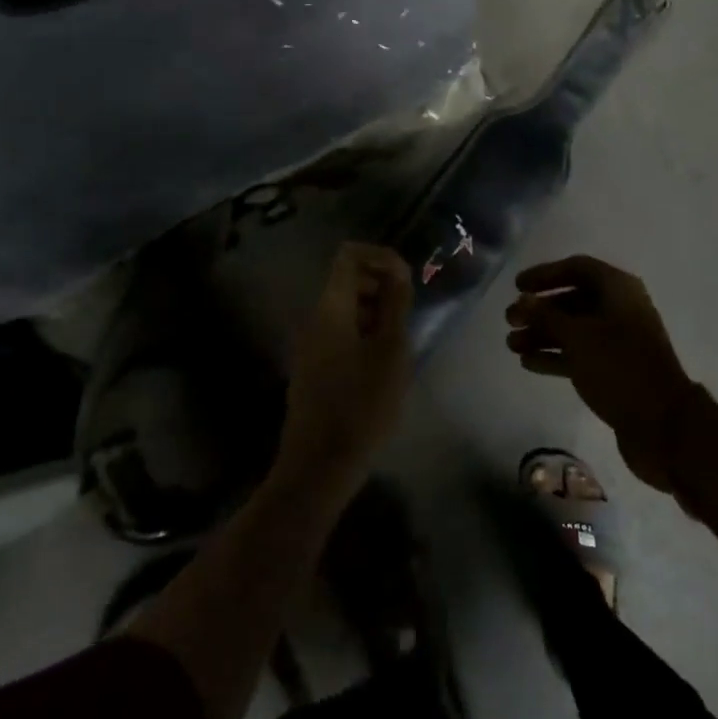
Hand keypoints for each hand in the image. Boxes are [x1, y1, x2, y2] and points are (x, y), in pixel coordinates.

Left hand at [282, 242, 413, 494]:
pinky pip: (339, 331)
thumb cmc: (362, 404)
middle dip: (381, 286)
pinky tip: (382, 364)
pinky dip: (363, 333)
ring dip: (375, 312)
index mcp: (331, 307)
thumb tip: (397, 270)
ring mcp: (309, 343)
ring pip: (345, 308)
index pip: (349, 255)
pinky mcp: (312, 365)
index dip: (381, 257)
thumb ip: (395, 304)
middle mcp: (314, 318)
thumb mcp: (391, 351)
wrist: (320, 463)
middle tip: (408, 314)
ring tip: (399, 343)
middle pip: (347, 280)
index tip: (407, 280)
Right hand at [505, 255, 704, 491]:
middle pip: (573, 299)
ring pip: (573, 329)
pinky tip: (528, 363)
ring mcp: (618, 340)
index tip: (517, 286)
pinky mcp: (614, 369)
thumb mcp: (578, 337)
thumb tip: (523, 299)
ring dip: (542, 334)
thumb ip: (546, 316)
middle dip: (539, 310)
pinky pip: (579, 353)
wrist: (662, 423)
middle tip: (509, 320)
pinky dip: (555, 355)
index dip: (545, 274)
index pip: (577, 268)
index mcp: (619, 290)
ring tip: (512, 345)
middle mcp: (620, 309)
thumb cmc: (619, 367)